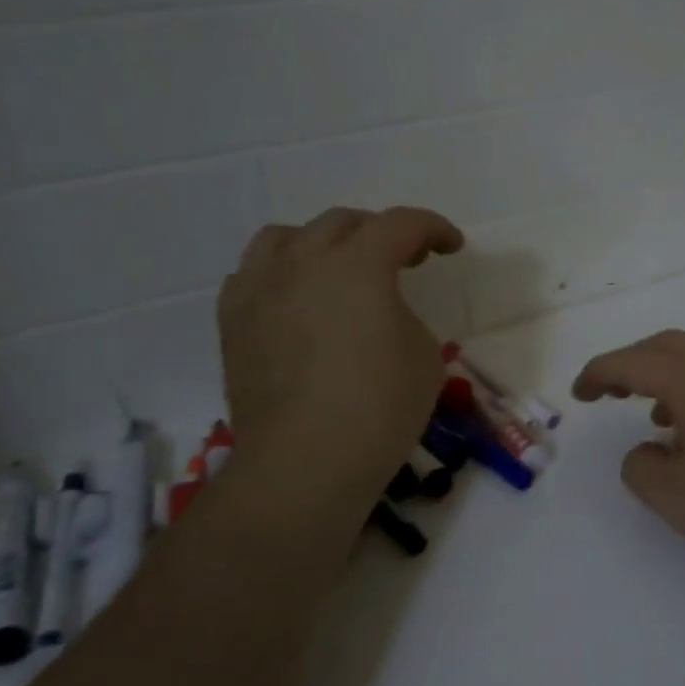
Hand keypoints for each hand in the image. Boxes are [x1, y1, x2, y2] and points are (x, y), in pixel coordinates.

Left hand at [218, 207, 462, 487]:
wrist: (306, 462)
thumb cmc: (380, 408)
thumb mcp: (424, 355)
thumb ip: (403, 315)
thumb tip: (378, 314)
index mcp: (358, 265)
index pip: (401, 225)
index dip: (434, 228)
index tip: (451, 246)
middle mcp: (303, 262)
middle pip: (343, 223)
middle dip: (381, 233)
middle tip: (406, 259)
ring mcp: (259, 289)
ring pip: (287, 237)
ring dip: (323, 244)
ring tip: (339, 269)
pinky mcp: (233, 321)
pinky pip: (254, 274)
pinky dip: (282, 274)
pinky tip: (296, 301)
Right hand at [572, 331, 684, 570]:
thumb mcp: (677, 499)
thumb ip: (642, 469)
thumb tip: (647, 451)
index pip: (633, 362)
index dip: (599, 373)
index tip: (579, 393)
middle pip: (666, 345)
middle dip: (630, 363)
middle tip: (608, 390)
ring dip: (665, 374)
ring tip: (651, 414)